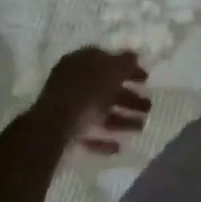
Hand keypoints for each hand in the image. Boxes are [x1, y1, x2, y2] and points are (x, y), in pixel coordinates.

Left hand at [34, 48, 150, 153]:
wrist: (52, 130)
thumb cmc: (85, 93)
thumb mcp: (111, 72)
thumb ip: (125, 63)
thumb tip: (135, 54)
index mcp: (81, 61)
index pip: (108, 60)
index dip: (128, 68)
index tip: (146, 79)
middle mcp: (72, 82)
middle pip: (105, 88)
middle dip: (129, 98)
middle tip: (148, 107)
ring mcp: (67, 108)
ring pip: (99, 111)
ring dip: (121, 119)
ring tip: (141, 128)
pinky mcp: (64, 133)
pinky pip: (89, 133)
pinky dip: (104, 139)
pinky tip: (119, 147)